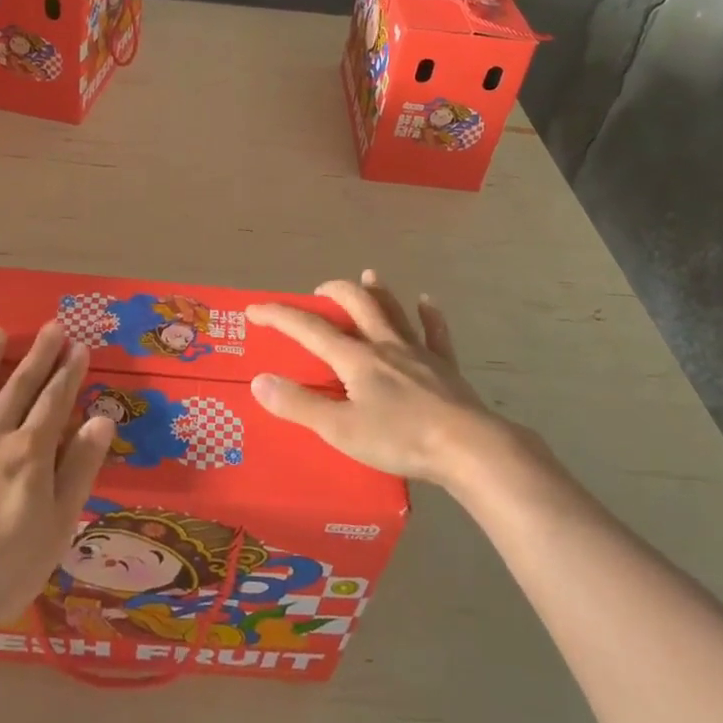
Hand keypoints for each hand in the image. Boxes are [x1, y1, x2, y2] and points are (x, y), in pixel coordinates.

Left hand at [0, 323, 114, 636]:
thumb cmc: (5, 568)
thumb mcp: (58, 525)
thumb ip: (80, 468)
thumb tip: (102, 419)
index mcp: (30, 451)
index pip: (55, 401)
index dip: (69, 373)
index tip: (80, 347)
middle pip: (19, 386)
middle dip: (39, 355)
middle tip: (52, 327)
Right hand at [245, 270, 540, 487]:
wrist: (468, 447)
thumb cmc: (400, 439)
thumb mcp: (340, 429)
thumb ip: (299, 405)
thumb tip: (259, 381)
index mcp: (356, 359)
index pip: (309, 329)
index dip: (279, 316)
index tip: (253, 309)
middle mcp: (386, 345)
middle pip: (357, 305)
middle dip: (334, 292)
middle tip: (318, 291)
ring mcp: (419, 353)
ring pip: (395, 311)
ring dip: (379, 292)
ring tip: (368, 276)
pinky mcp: (446, 368)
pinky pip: (436, 334)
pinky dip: (429, 316)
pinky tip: (427, 302)